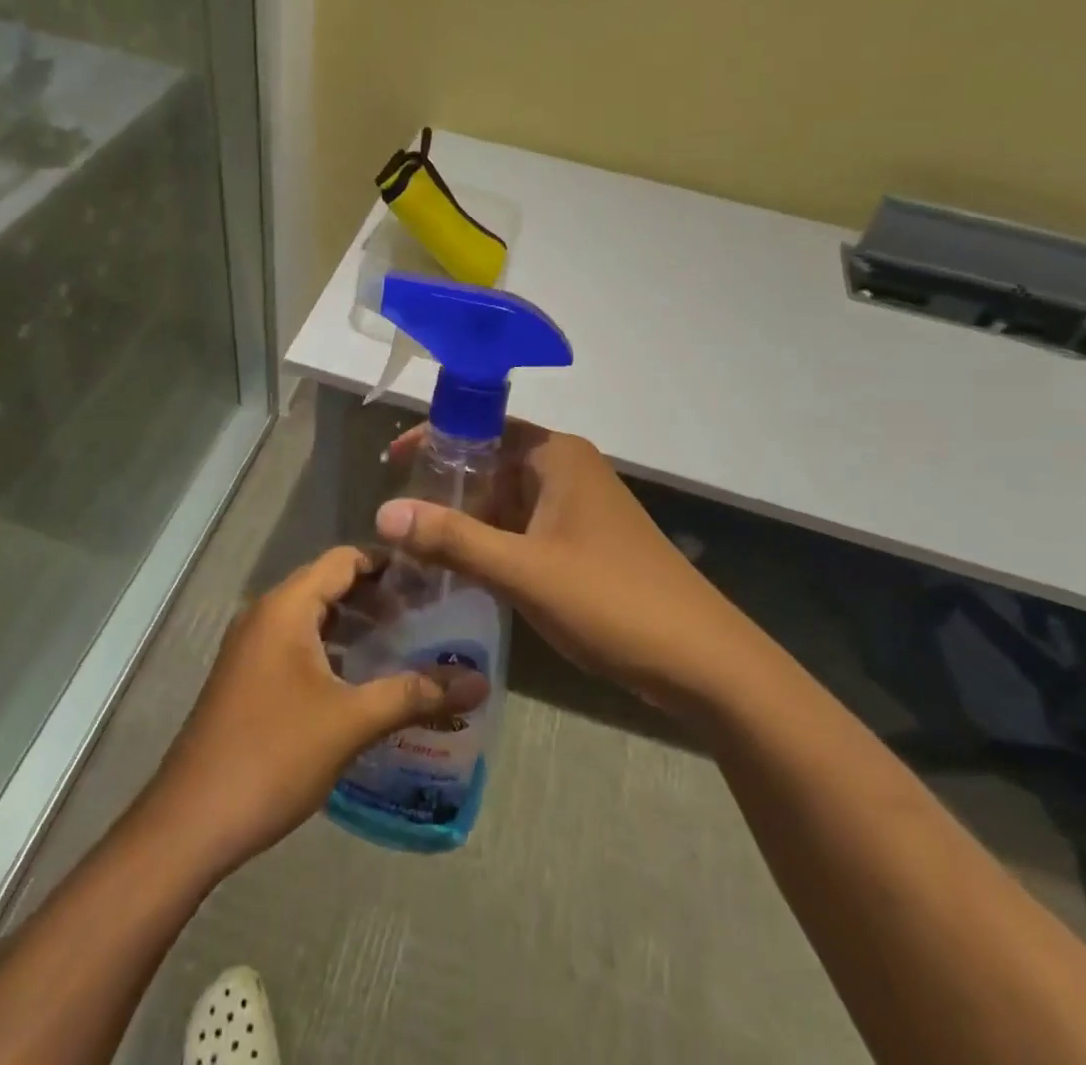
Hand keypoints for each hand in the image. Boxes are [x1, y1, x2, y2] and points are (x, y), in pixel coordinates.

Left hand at [143, 547, 486, 874]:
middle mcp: (265, 616)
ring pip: (312, 619)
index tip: (430, 580)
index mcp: (285, 608)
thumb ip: (415, 695)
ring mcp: (251, 649)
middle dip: (376, 597)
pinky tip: (360, 682)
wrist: (190, 824)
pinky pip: (296, 646)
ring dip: (354, 626)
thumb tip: (479, 682)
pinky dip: (331, 650)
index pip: (343, 561)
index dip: (387, 564)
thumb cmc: (273, 756)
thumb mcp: (351, 722)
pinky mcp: (247, 680)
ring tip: (402, 644)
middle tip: (425, 615)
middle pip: (328, 585)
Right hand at [379, 422, 740, 721]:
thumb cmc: (611, 600)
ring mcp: (578, 507)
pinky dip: (493, 543)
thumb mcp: (523, 570)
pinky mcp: (583, 542)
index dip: (434, 439)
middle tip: (396, 519)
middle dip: (445, 488)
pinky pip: (524, 529)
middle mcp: (566, 469)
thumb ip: (452, 539)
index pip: (481, 425)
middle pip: (491, 462)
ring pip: (506, 500)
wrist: (701, 661)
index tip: (392, 465)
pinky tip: (462, 571)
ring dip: (466, 520)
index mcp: (556, 455)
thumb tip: (383, 512)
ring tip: (417, 547)